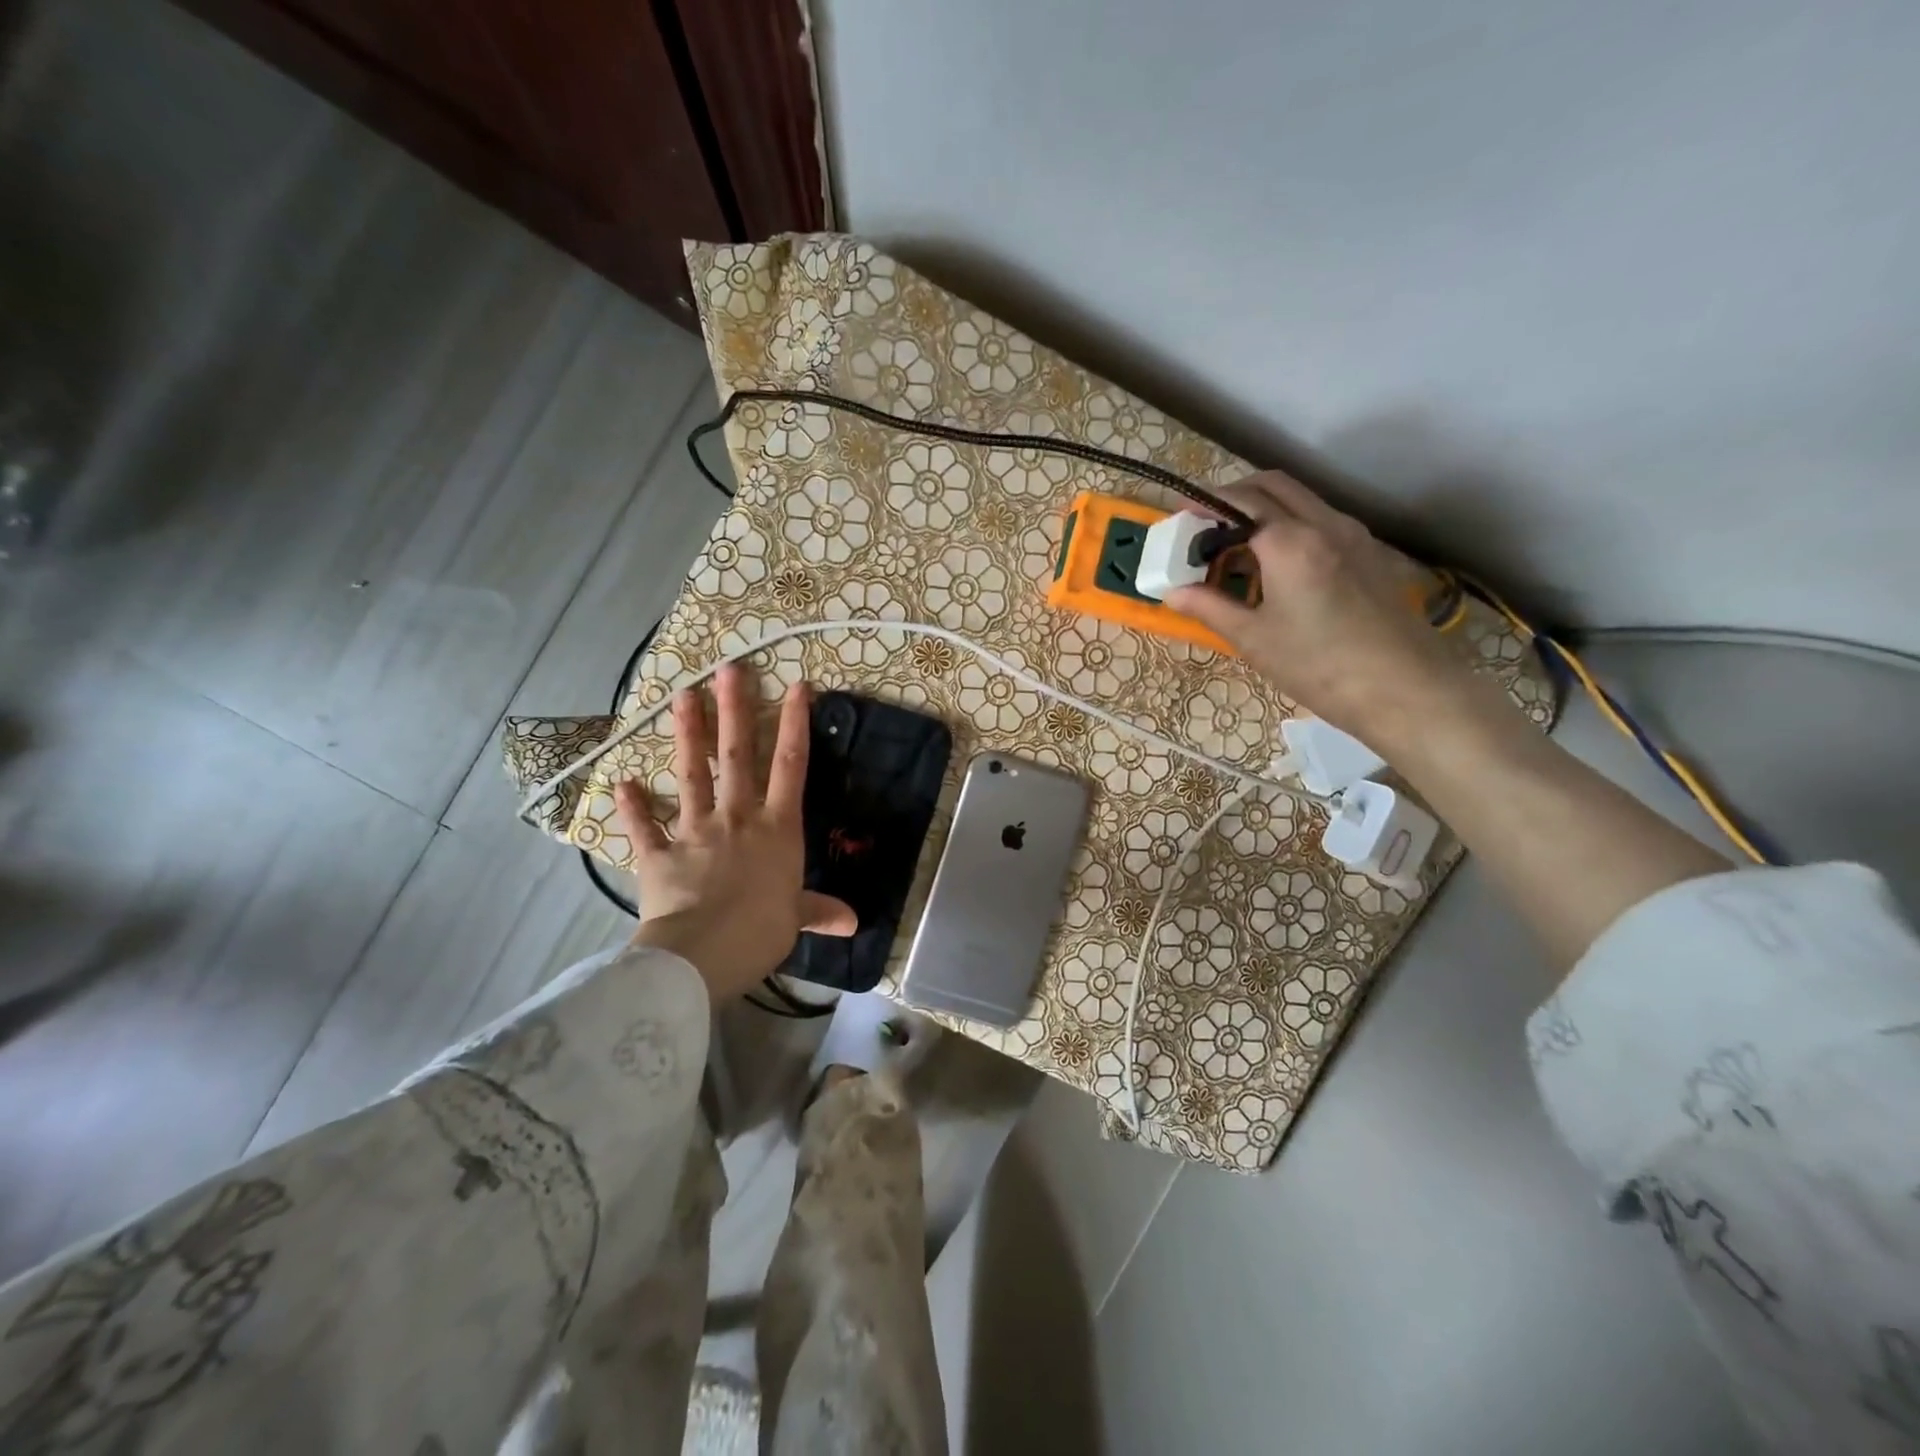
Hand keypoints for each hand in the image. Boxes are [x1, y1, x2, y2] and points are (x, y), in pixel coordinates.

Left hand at [613, 663, 854, 1003]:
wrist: (702, 954)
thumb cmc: (760, 931)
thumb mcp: (796, 919)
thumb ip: (819, 911)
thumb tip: (853, 922)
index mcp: (776, 829)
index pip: (790, 766)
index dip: (795, 724)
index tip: (797, 686)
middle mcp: (737, 818)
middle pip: (737, 755)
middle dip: (735, 710)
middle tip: (729, 669)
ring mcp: (695, 831)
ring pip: (692, 775)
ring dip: (687, 735)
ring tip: (682, 696)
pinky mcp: (659, 855)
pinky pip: (644, 827)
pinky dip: (632, 807)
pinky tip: (621, 783)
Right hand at [1167, 471, 1476, 754]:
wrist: (1405, 689)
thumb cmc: (1319, 666)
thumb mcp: (1253, 639)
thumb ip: (1209, 607)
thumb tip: (1172, 592)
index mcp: (1289, 541)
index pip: (1238, 501)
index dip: (1203, 506)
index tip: (1179, 521)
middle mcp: (1324, 523)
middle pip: (1273, 486)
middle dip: (1234, 496)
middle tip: (1206, 526)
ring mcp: (1353, 536)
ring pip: (1301, 501)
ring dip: (1265, 509)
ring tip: (1237, 548)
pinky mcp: (1370, 554)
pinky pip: (1322, 522)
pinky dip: (1291, 526)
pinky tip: (1278, 566)